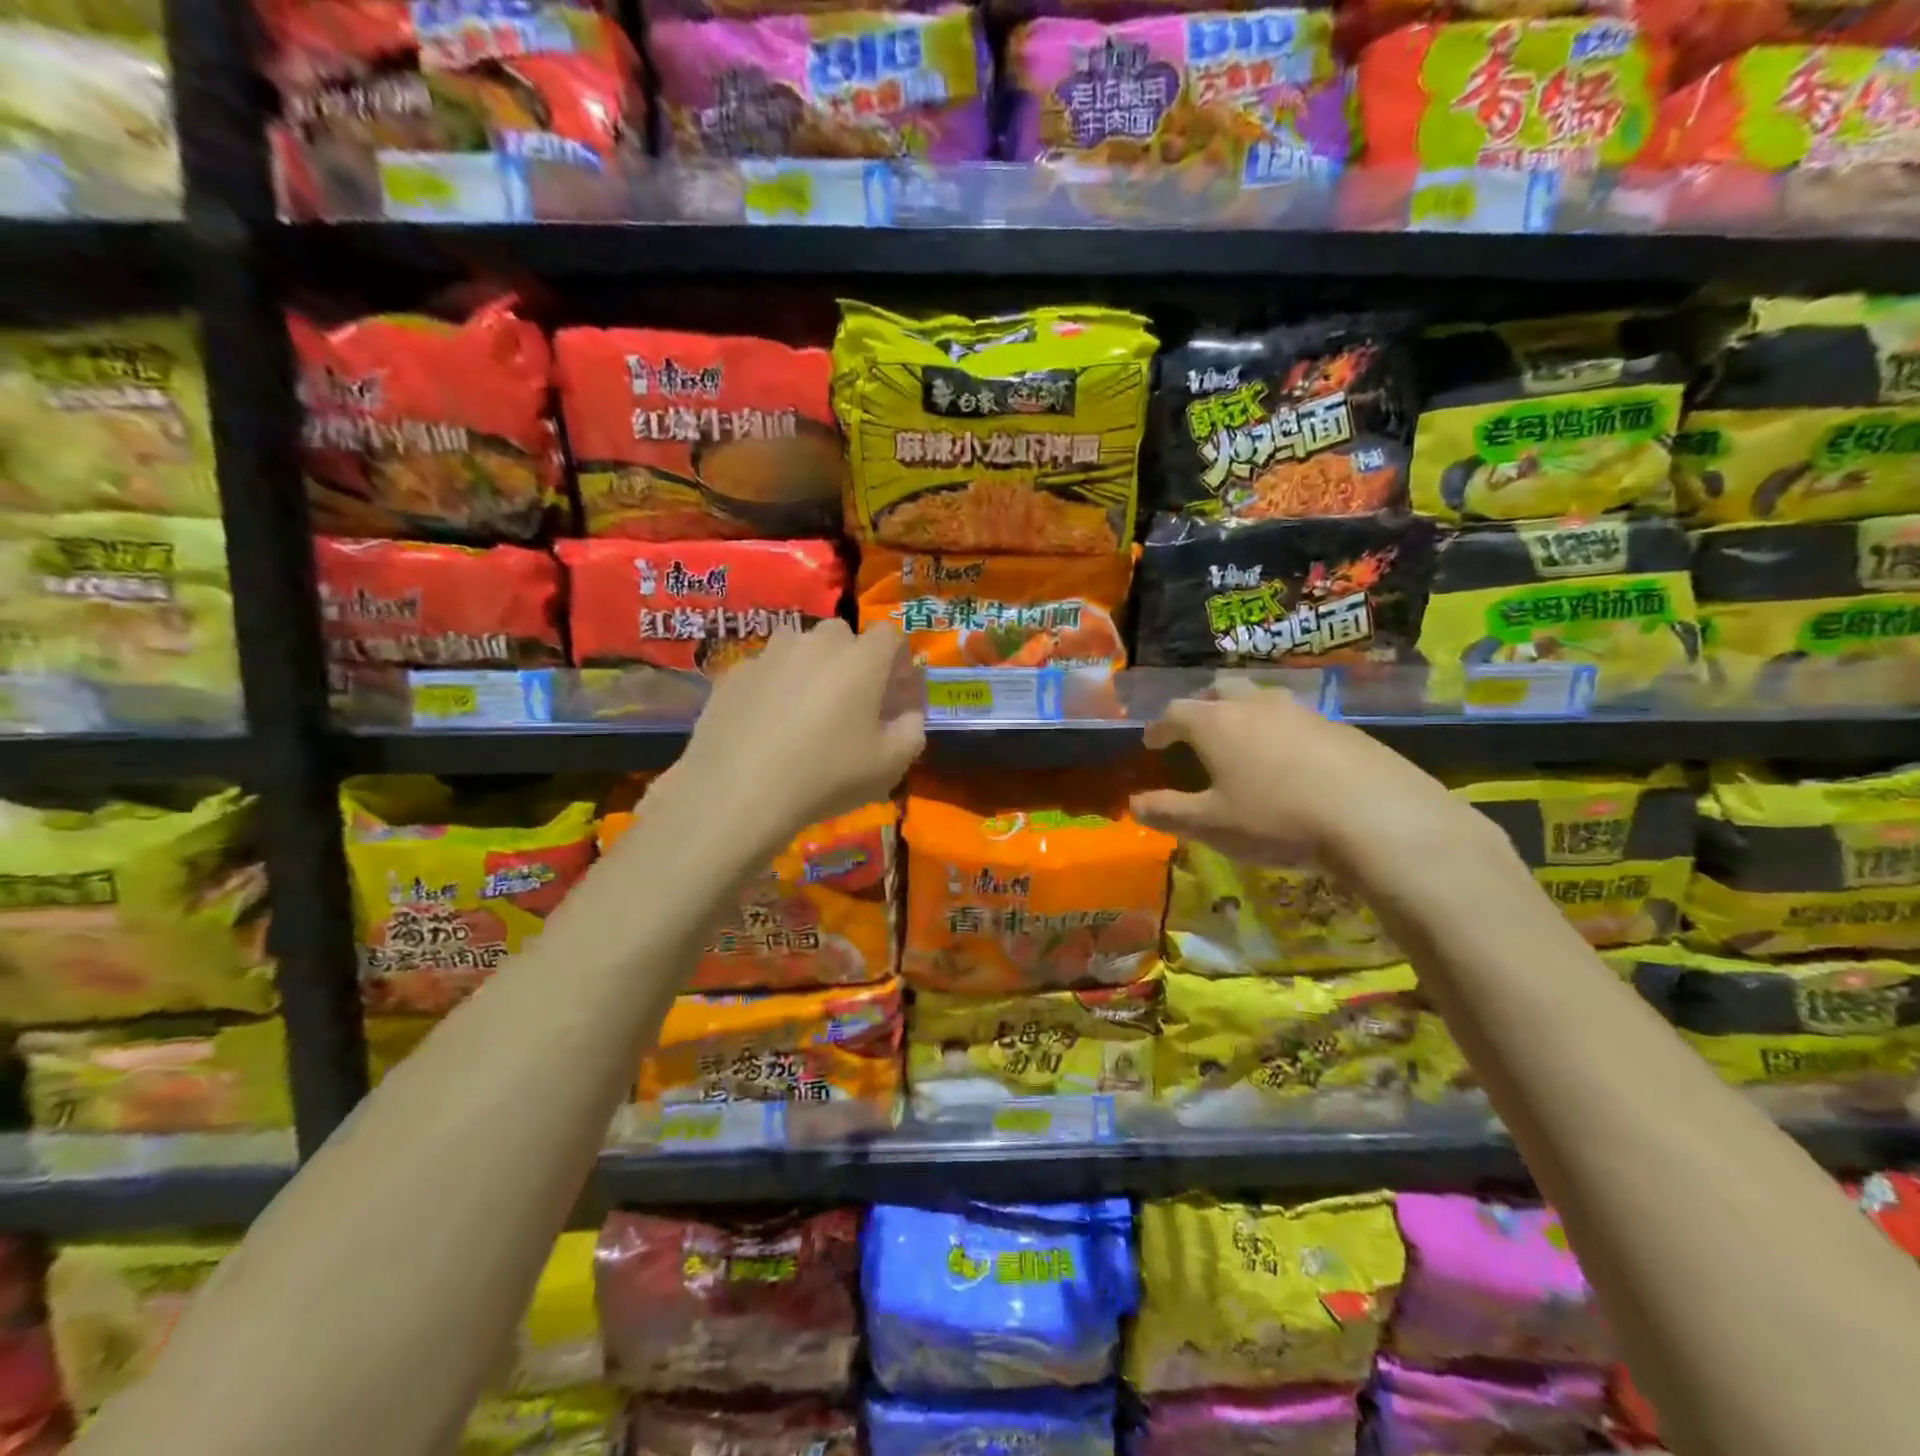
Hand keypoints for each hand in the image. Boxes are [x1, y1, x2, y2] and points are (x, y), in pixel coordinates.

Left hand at [655, 621, 924, 851]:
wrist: (738, 792)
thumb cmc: (827, 776)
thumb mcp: (890, 765)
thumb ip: (911, 731)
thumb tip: (908, 715)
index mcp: (861, 660)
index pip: (890, 635)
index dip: (896, 659)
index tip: (894, 691)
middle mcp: (816, 644)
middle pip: (842, 635)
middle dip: (851, 659)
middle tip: (848, 701)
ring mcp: (770, 655)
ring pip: (798, 646)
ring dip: (808, 666)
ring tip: (803, 708)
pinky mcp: (733, 674)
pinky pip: (764, 670)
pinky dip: (771, 687)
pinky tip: (765, 724)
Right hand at [1129, 682, 1500, 890]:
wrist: (1375, 817)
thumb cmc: (1276, 819)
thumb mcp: (1212, 825)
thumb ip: (1168, 812)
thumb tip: (1133, 804)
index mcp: (1216, 724)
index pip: (1175, 712)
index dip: (1159, 727)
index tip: (1152, 742)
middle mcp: (1255, 705)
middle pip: (1220, 689)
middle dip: (1201, 705)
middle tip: (1195, 728)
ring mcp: (1301, 711)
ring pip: (1262, 698)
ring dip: (1243, 713)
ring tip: (1242, 739)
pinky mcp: (1339, 726)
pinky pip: (1296, 719)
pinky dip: (1280, 731)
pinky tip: (1290, 761)